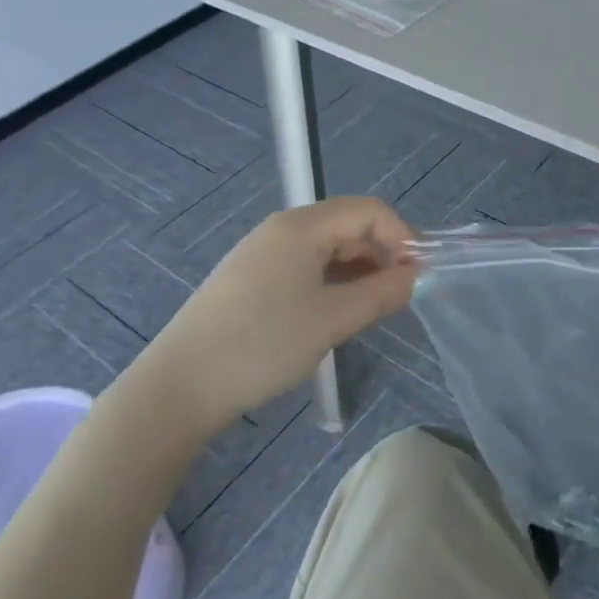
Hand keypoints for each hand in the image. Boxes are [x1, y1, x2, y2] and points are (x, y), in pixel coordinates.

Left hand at [138, 198, 416, 437]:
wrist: (179, 387)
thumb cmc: (262, 344)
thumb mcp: (333, 319)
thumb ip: (382, 292)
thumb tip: (417, 277)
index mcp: (302, 226)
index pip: (369, 212)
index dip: (402, 237)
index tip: (420, 276)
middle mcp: (283, 230)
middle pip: (349, 226)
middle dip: (383, 254)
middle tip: (401, 296)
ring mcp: (265, 254)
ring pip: (329, 250)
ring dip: (360, 271)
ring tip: (374, 309)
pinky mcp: (253, 280)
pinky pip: (308, 268)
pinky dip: (334, 283)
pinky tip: (339, 313)